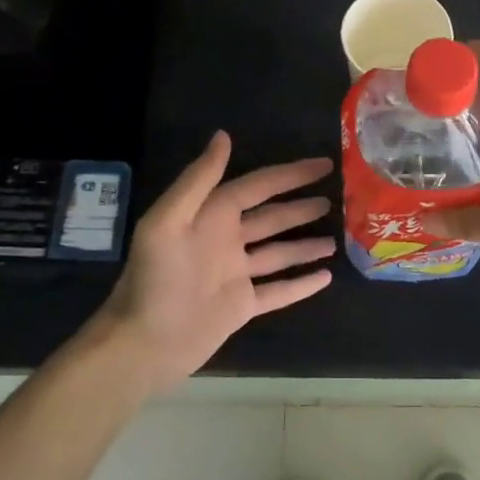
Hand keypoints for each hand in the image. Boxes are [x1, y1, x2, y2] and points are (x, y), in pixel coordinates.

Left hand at [98, 132, 335, 390]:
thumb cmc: (155, 279)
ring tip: (336, 238)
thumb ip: (198, 179)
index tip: (324, 165)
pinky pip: (279, 291)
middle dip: (301, 207)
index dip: (290, 175)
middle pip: (272, 217)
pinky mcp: (242, 306)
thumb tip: (224, 135)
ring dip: (305, 244)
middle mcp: (226, 240)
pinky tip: (326, 277)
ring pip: (280, 253)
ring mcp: (236, 274)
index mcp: (211, 216)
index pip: (258, 186)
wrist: (143, 344)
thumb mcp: (167, 221)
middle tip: (336, 197)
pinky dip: (302, 283)